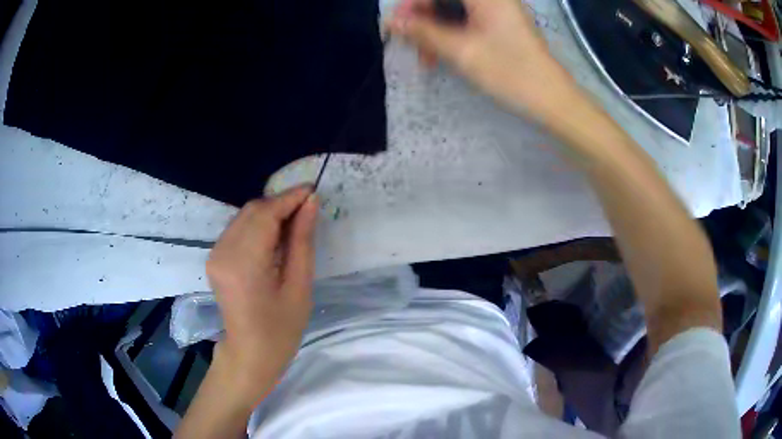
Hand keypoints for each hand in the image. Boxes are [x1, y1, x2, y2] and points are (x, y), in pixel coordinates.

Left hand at [205, 185, 318, 403]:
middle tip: (307, 209)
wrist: (250, 354)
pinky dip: (258, 226)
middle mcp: (223, 252)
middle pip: (252, 210)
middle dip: (280, 204)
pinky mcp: (214, 257)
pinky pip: (238, 229)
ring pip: (244, 217)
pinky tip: (274, 238)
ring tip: (294, 224)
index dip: (290, 198)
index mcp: (244, 263)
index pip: (265, 214)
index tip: (313, 190)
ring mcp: (215, 254)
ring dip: (270, 214)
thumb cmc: (281, 330)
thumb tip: (310, 203)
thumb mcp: (299, 287)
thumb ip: (302, 241)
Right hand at [387, 0, 580, 122]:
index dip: (412, 4)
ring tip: (427, 58)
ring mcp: (496, 9)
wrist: (552, 99)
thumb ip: (423, 32)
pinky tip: (443, 53)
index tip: (397, 26)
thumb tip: (392, 21)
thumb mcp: (461, 51)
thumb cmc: (510, 73)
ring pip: (452, 9)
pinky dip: (449, 33)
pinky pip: (464, 19)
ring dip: (434, 29)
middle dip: (422, 18)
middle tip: (411, 44)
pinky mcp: (499, 22)